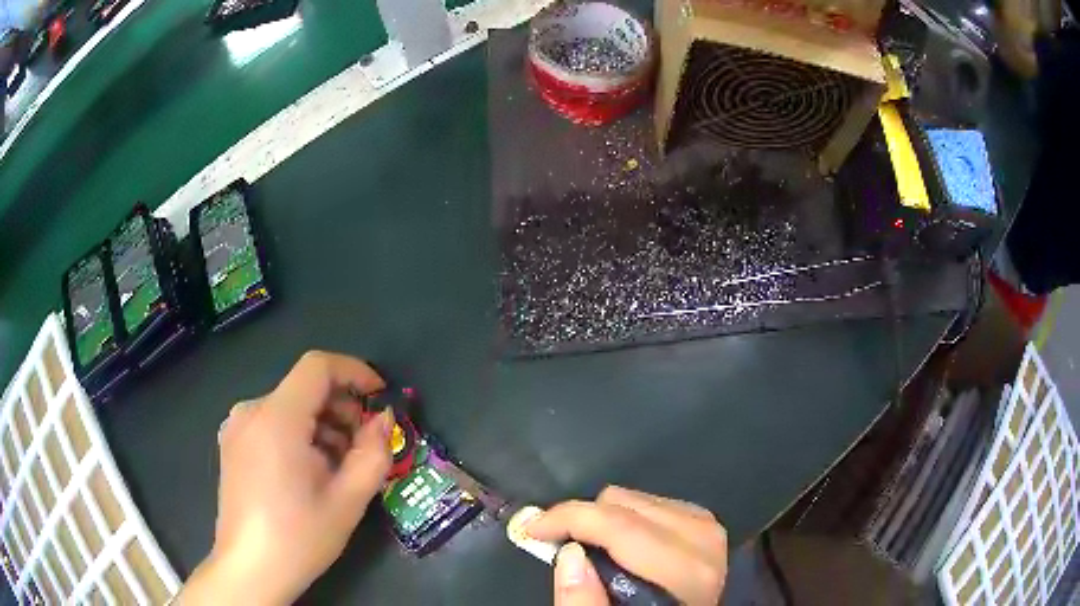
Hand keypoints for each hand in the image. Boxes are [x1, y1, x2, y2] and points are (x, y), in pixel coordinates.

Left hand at [179, 352, 393, 604]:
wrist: (250, 569)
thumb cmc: (299, 537)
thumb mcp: (348, 500)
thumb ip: (373, 453)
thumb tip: (384, 420)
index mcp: (276, 419)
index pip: (317, 366)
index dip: (354, 372)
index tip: (380, 397)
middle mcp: (250, 411)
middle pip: (304, 388)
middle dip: (342, 408)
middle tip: (366, 445)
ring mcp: (236, 427)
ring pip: (289, 407)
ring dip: (322, 425)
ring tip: (339, 467)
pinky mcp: (232, 444)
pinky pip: (272, 423)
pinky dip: (299, 435)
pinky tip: (310, 472)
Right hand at [528, 486, 726, 605]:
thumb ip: (584, 603)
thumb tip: (567, 553)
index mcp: (686, 571)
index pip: (621, 527)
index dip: (569, 519)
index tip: (533, 528)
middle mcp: (703, 540)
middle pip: (624, 504)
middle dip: (583, 521)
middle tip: (559, 545)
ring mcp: (708, 526)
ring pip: (636, 497)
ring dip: (604, 519)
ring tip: (592, 550)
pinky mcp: (705, 520)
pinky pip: (653, 500)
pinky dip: (626, 517)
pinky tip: (621, 544)